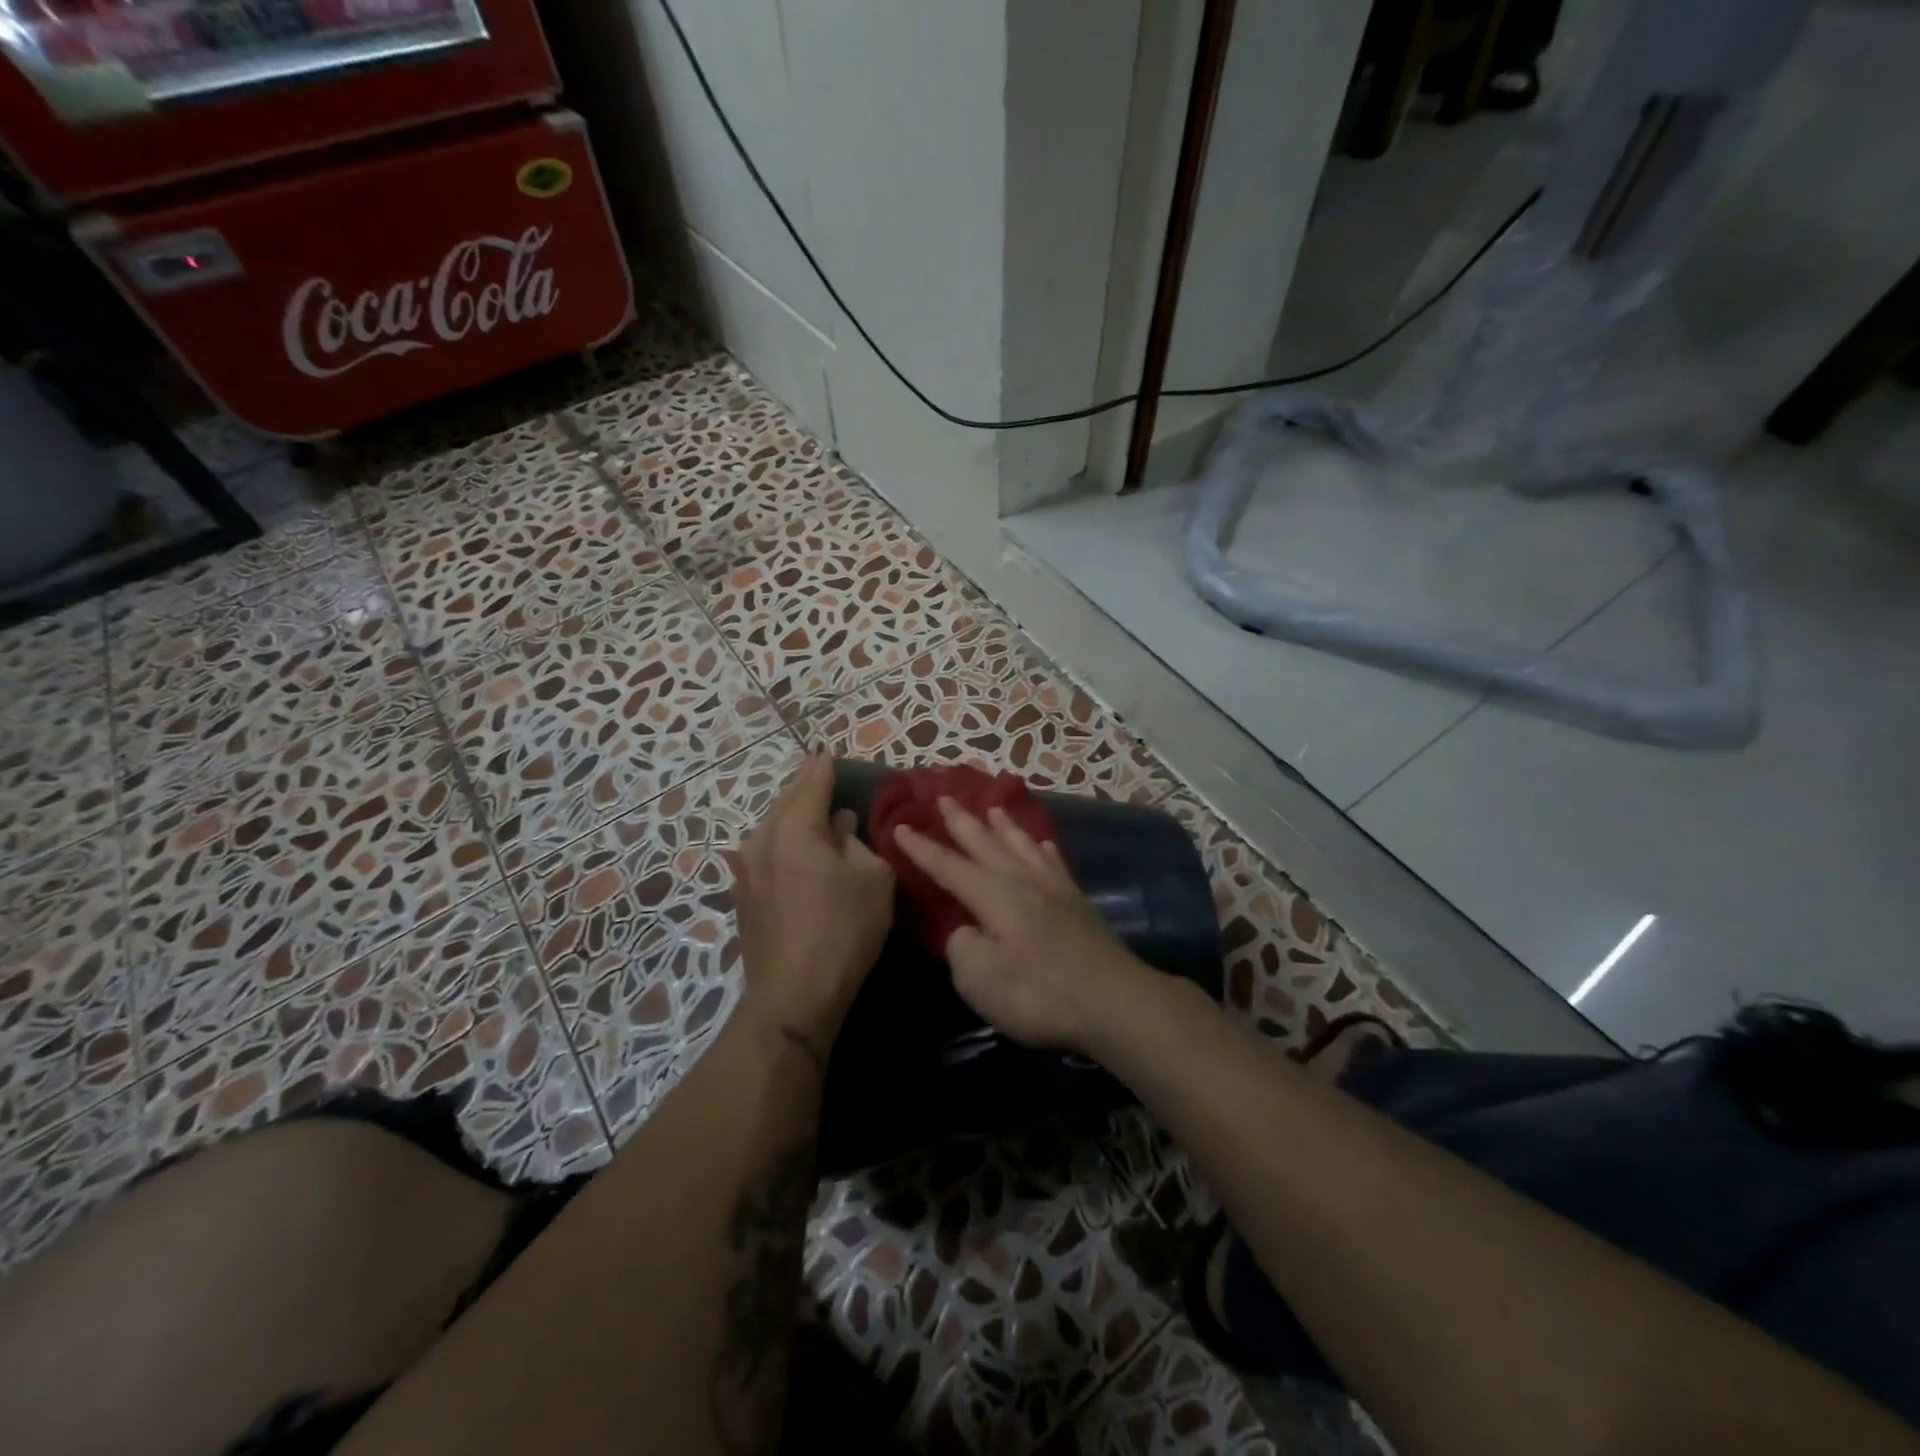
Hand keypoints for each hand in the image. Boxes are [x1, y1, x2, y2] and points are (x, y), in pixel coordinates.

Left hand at [729, 754, 895, 1050]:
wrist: (794, 996)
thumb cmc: (843, 929)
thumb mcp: (872, 878)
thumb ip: (856, 841)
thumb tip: (839, 826)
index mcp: (792, 828)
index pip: (811, 782)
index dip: (824, 766)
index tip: (830, 751)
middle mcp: (760, 840)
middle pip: (786, 801)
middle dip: (806, 786)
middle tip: (822, 771)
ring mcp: (744, 870)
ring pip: (773, 828)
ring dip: (794, 816)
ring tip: (815, 810)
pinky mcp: (742, 896)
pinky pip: (767, 852)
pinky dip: (785, 842)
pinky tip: (799, 849)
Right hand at [892, 798, 1145, 1050]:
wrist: (1113, 1001)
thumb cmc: (1039, 993)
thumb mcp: (980, 979)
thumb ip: (962, 948)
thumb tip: (965, 930)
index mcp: (994, 896)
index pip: (948, 866)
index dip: (922, 848)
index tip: (899, 826)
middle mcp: (1022, 881)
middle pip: (985, 843)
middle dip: (961, 822)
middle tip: (944, 797)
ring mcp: (1055, 889)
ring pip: (1022, 845)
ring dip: (1004, 826)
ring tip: (994, 808)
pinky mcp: (1078, 903)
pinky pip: (1055, 863)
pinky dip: (1043, 849)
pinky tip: (1042, 844)